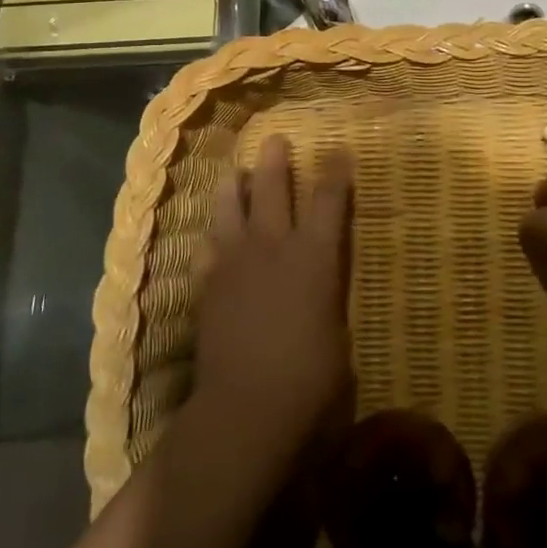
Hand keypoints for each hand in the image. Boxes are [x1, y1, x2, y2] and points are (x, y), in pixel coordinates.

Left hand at [195, 135, 354, 458]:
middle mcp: (272, 247)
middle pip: (271, 189)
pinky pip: (206, 247)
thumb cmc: (311, 377)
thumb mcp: (338, 333)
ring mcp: (234, 263)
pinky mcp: (207, 285)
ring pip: (229, 208)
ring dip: (233, 186)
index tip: (340, 150)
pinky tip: (212, 235)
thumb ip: (328, 299)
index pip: (329, 200)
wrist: (247, 407)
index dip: (335, 172)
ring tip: (234, 172)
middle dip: (275, 161)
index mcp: (314, 256)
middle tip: (275, 140)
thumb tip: (322, 291)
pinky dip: (212, 236)